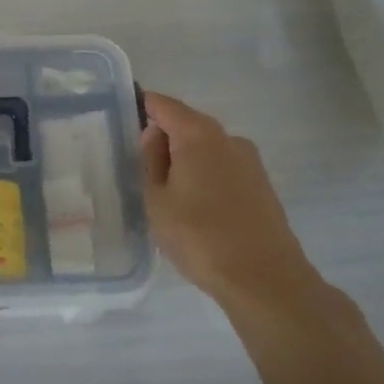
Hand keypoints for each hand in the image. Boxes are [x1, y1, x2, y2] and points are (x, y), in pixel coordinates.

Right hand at [140, 91, 314, 309]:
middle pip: (187, 124)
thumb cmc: (199, 236)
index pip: (163, 104)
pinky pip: (223, 168)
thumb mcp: (157, 200)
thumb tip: (154, 134)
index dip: (141, 106)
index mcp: (198, 134)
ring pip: (206, 148)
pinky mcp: (262, 185)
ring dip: (185, 160)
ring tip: (166, 194)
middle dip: (163, 138)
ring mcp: (250, 161)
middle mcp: (228, 137)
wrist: (264, 279)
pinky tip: (194, 207)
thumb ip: (151, 160)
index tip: (120, 120)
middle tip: (138, 166)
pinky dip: (204, 177)